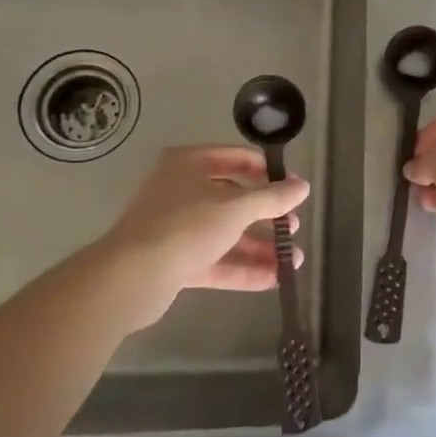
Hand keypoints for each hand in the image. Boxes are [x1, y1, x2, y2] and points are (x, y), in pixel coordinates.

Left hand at [90, 146, 308, 328]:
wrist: (132, 278)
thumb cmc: (186, 226)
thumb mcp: (237, 208)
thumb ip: (272, 198)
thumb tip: (303, 186)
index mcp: (189, 163)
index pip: (237, 158)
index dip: (268, 172)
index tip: (294, 189)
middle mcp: (181, 190)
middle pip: (233, 198)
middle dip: (267, 215)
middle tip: (293, 227)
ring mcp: (176, 227)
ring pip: (226, 233)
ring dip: (259, 246)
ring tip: (293, 260)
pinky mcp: (174, 261)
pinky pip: (215, 260)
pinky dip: (242, 268)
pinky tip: (274, 279)